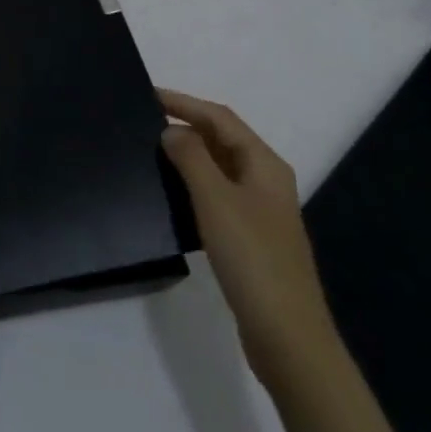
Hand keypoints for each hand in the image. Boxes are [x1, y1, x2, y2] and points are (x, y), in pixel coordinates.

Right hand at [159, 89, 341, 390]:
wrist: (287, 336)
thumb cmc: (252, 258)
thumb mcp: (215, 200)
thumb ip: (191, 158)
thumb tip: (171, 131)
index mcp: (264, 164)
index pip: (220, 118)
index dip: (184, 102)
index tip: (147, 94)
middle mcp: (266, 181)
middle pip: (222, 139)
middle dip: (186, 125)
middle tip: (143, 121)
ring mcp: (260, 211)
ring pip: (219, 168)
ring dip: (188, 155)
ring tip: (150, 151)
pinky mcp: (250, 238)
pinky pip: (217, 195)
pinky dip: (193, 185)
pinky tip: (170, 194)